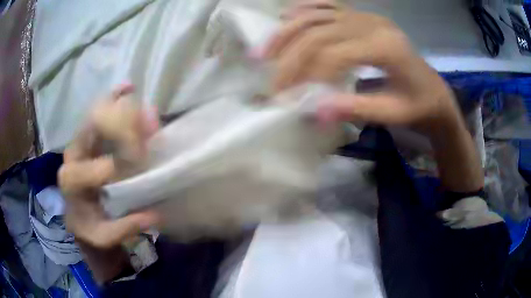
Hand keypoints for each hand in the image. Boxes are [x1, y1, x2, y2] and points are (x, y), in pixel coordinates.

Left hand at [58, 84, 159, 248]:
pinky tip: (125, 88)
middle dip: (122, 125)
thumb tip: (154, 215)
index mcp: (72, 182)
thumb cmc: (90, 226)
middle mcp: (71, 156)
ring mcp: (78, 143)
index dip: (124, 163)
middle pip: (93, 129)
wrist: (80, 217)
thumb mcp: (105, 236)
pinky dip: (112, 99)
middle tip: (148, 122)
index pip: (99, 167)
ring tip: (132, 91)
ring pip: (96, 116)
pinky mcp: (86, 139)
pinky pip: (98, 113)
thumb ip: (124, 228)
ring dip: (117, 103)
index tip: (146, 163)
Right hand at [262, 1, 459, 134]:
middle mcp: (372, 24)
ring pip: (317, 15)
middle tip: (272, 83)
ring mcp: (366, 16)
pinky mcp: (363, 17)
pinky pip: (329, 5)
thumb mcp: (392, 114)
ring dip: (287, 32)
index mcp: (385, 47)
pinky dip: (305, 9)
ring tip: (264, 52)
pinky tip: (286, 15)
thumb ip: (355, 109)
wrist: (434, 92)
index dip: (306, 75)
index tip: (288, 99)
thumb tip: (315, 110)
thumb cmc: (417, 106)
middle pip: (318, 31)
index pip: (333, 54)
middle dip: (290, 58)